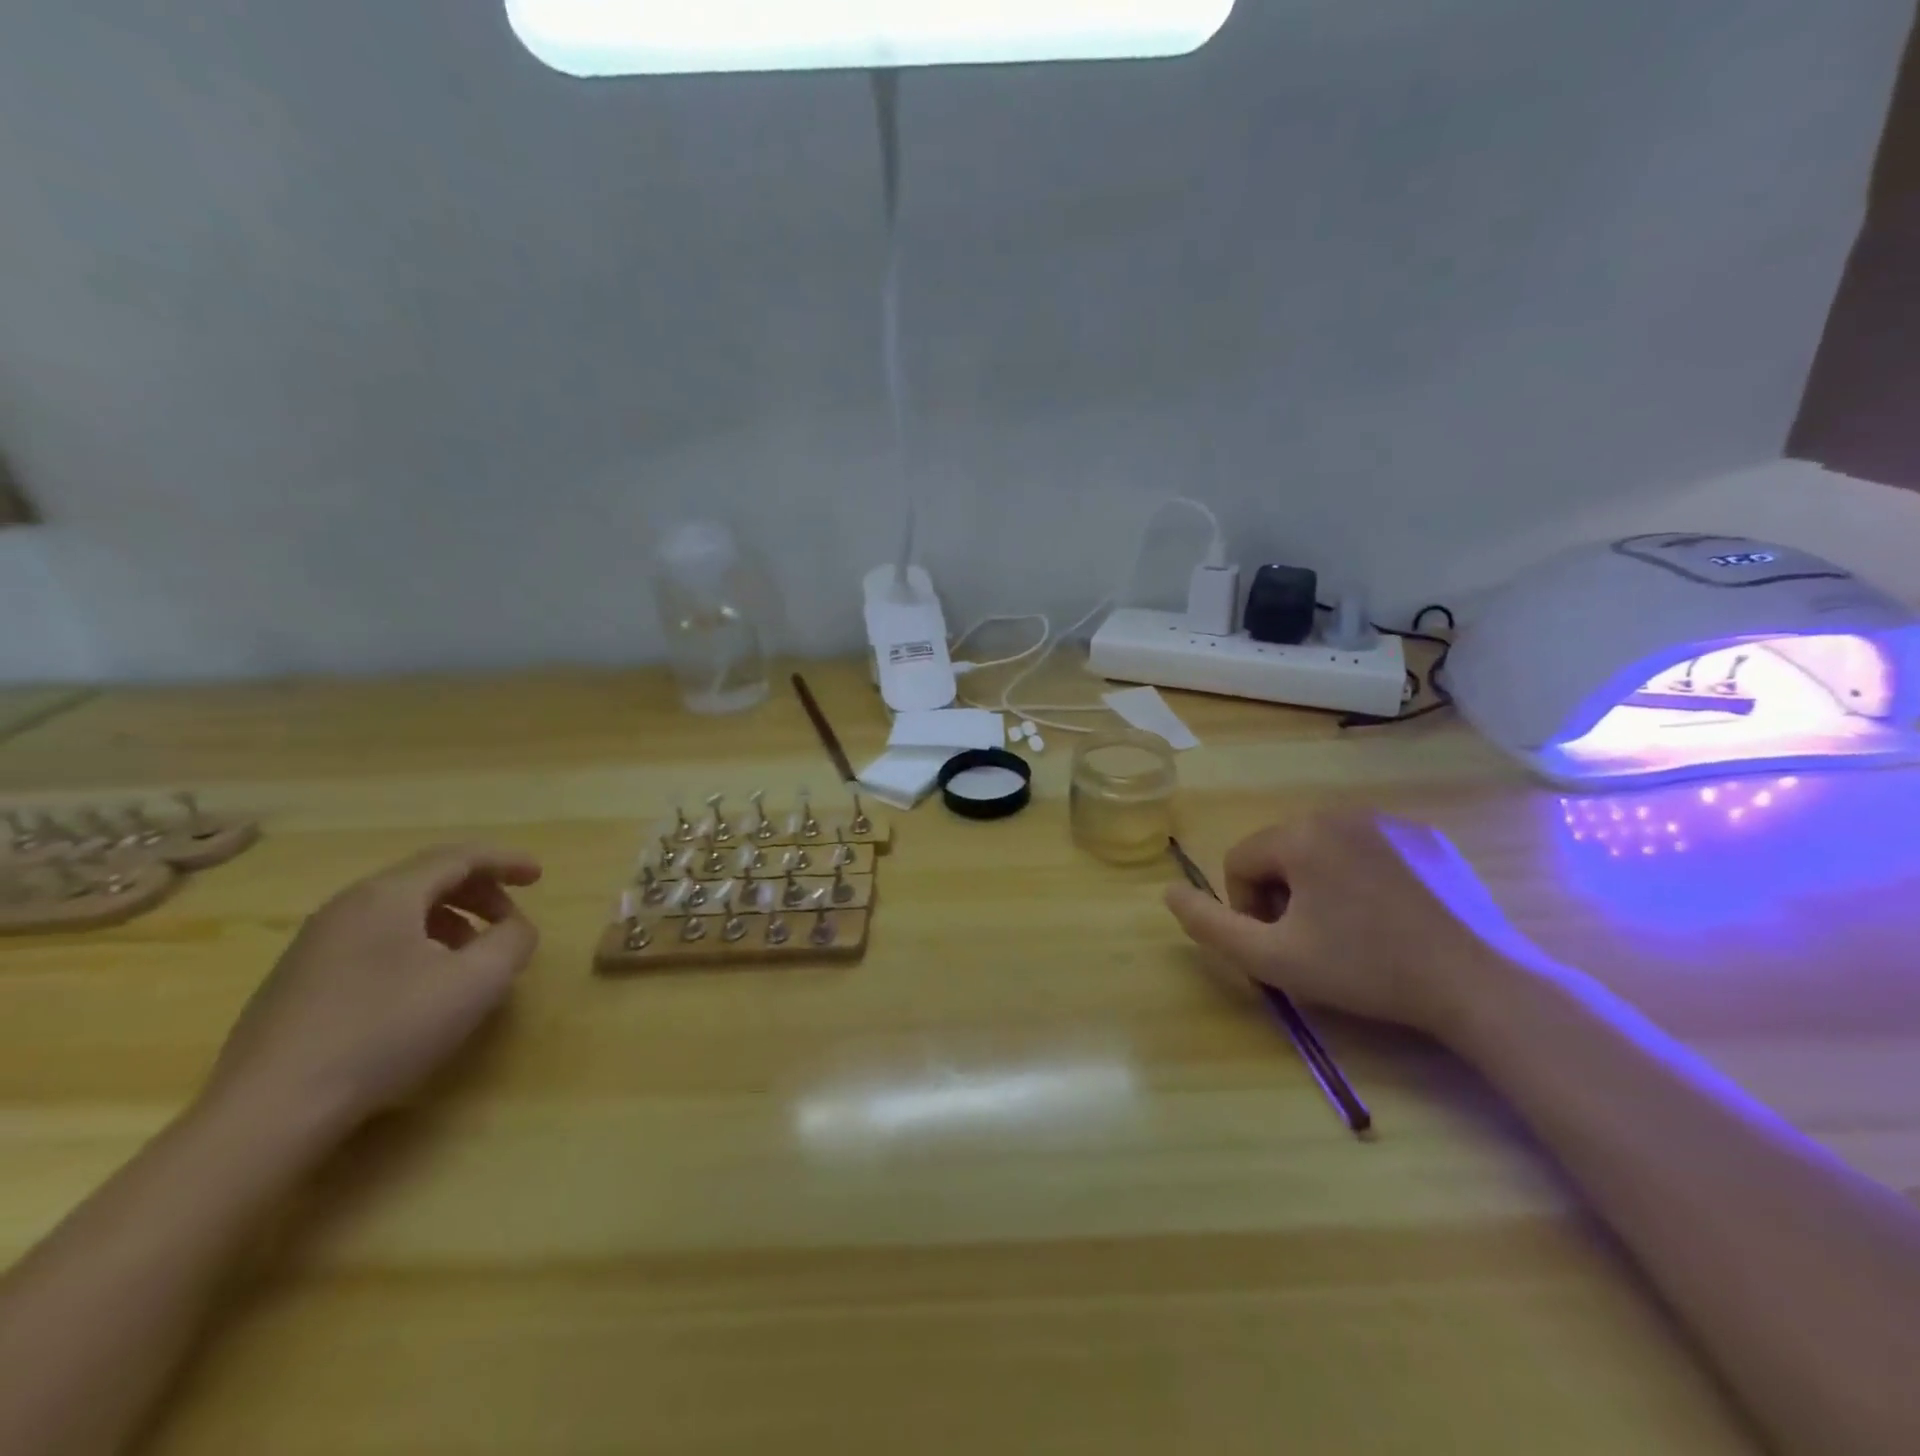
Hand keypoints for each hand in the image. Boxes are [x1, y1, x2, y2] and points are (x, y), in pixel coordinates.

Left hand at [204, 844, 542, 1133]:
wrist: (269, 1111)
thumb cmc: (385, 1031)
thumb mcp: (476, 982)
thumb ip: (512, 941)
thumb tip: (516, 928)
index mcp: (387, 896)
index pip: (458, 857)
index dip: (505, 861)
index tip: (539, 876)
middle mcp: (346, 907)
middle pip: (427, 879)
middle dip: (479, 893)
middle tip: (511, 921)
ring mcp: (314, 944)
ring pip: (399, 911)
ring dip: (449, 921)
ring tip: (474, 958)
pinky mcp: (297, 981)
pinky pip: (374, 940)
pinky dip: (416, 944)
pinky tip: (424, 987)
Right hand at [1164, 811, 1526, 1041]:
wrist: (1480, 983)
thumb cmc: (1367, 969)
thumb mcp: (1273, 959)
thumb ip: (1210, 925)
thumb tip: (1167, 891)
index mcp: (1300, 834)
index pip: (1241, 861)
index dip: (1247, 908)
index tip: (1280, 946)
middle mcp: (1340, 813)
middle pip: (1281, 852)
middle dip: (1284, 896)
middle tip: (1315, 943)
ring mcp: (1390, 821)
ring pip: (1324, 851)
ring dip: (1321, 887)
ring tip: (1354, 933)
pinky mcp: (1428, 838)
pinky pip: (1370, 851)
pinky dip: (1364, 879)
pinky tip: (1392, 920)